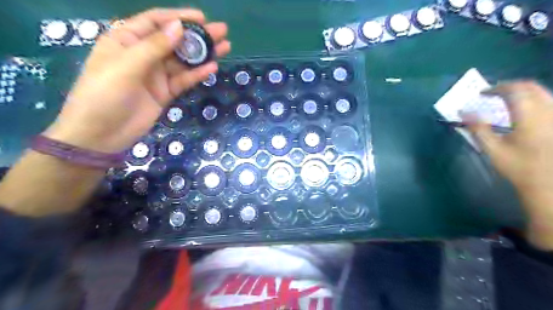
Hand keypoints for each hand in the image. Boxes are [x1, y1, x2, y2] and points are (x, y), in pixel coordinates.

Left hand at [44, 9, 230, 153]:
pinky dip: (197, 74)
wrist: (102, 134)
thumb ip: (154, 47)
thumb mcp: (127, 66)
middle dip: (197, 36)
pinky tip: (212, 68)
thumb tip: (179, 27)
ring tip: (224, 47)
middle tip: (221, 31)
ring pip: (183, 61)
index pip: (155, 22)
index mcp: (126, 40)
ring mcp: (156, 75)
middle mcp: (143, 54)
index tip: (202, 18)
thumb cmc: (104, 95)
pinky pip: (183, 80)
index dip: (179, 17)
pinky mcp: (165, 92)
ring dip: (202, 55)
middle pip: (174, 41)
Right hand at [463, 81, 551, 248]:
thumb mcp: (492, 149)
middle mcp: (549, 111)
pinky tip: (524, 110)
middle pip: (532, 87)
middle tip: (493, 93)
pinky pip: (548, 102)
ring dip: (523, 92)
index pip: (514, 90)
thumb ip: (478, 128)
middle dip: (510, 86)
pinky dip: (533, 100)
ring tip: (506, 99)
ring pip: (543, 93)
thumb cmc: (518, 167)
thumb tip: (463, 112)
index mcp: (530, 117)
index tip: (481, 94)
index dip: (496, 88)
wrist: (550, 184)